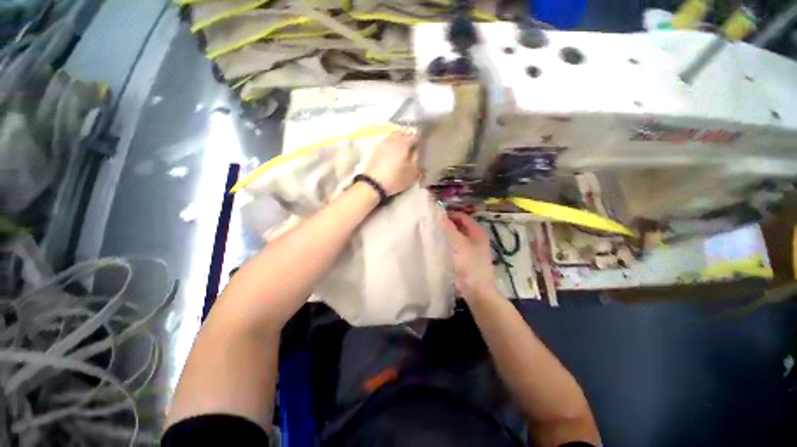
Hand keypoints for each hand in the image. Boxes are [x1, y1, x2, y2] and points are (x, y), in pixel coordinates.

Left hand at [364, 131, 419, 195]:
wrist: (373, 184)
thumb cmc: (395, 178)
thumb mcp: (412, 172)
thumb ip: (418, 159)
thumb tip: (418, 151)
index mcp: (403, 143)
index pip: (416, 136)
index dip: (421, 140)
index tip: (424, 145)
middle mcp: (393, 139)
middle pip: (404, 133)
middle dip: (410, 137)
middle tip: (414, 146)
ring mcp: (383, 143)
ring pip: (394, 136)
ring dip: (400, 139)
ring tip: (404, 149)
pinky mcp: (376, 149)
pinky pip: (387, 141)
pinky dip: (392, 144)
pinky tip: (394, 152)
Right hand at [440, 211, 499, 301]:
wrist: (477, 291)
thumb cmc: (470, 265)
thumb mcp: (459, 244)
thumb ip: (449, 229)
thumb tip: (439, 214)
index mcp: (477, 232)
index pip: (462, 216)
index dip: (449, 214)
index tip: (434, 216)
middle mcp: (475, 238)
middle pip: (459, 226)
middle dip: (446, 224)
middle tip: (431, 225)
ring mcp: (470, 249)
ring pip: (455, 237)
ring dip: (445, 234)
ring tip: (431, 234)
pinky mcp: (464, 259)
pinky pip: (454, 247)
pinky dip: (446, 244)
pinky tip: (436, 246)